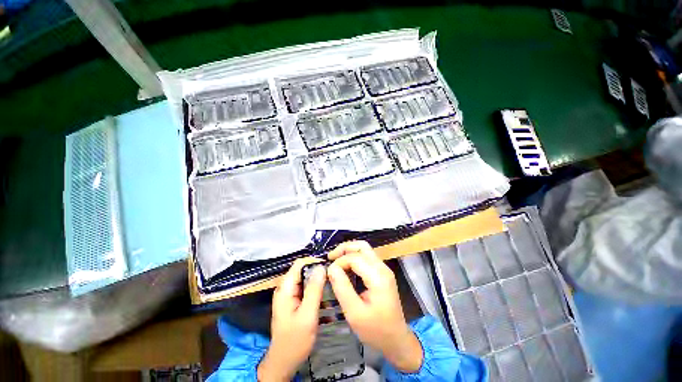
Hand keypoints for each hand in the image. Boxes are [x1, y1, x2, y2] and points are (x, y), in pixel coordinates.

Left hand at [257, 258, 325, 380]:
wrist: (283, 362)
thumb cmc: (295, 341)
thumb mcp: (307, 315)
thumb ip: (314, 290)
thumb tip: (322, 267)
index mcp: (285, 288)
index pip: (299, 263)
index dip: (314, 261)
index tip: (329, 267)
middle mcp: (285, 288)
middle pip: (302, 270)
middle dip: (318, 271)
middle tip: (333, 277)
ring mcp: (288, 294)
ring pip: (305, 278)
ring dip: (318, 280)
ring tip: (332, 284)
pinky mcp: (293, 301)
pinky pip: (305, 288)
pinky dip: (315, 288)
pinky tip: (325, 294)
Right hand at [327, 241, 422, 372]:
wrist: (396, 339)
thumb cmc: (375, 330)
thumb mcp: (354, 313)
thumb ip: (342, 288)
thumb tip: (331, 268)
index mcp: (378, 277)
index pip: (355, 258)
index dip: (339, 262)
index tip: (328, 273)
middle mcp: (382, 268)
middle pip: (362, 246)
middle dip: (344, 249)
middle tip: (330, 257)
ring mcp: (383, 269)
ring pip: (364, 250)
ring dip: (349, 252)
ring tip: (335, 261)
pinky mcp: (382, 273)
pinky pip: (366, 258)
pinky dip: (354, 258)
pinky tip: (345, 267)